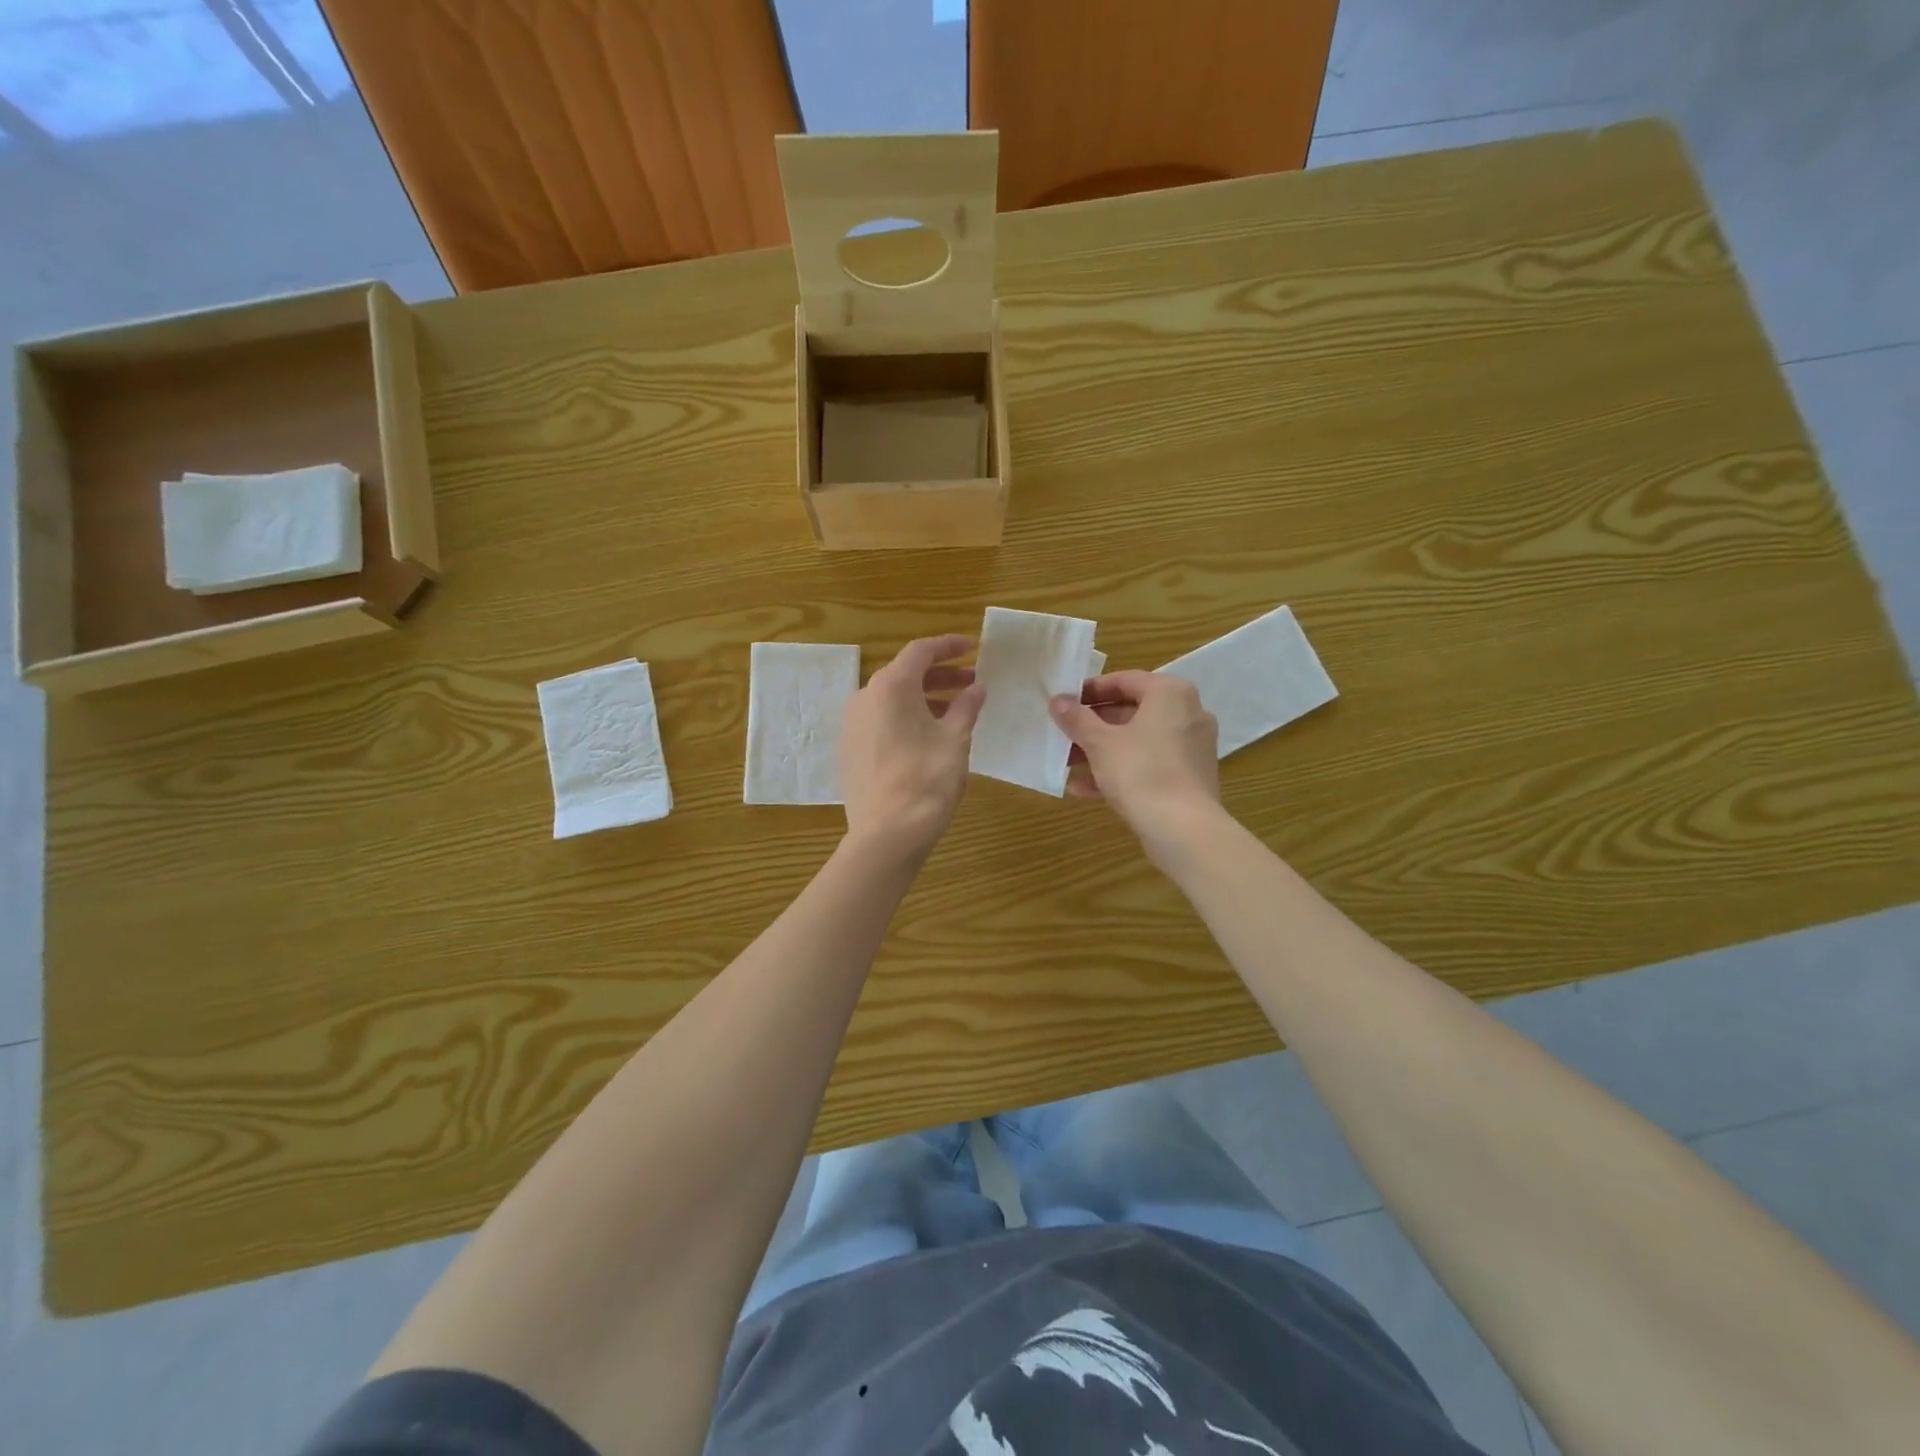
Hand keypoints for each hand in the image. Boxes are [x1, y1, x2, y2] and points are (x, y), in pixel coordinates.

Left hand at [839, 634, 985, 862]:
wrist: (886, 834)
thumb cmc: (926, 780)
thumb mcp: (955, 740)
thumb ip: (967, 707)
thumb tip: (976, 688)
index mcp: (890, 687)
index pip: (920, 651)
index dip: (948, 646)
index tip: (972, 647)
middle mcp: (864, 697)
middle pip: (905, 674)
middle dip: (940, 676)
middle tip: (972, 683)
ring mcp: (852, 725)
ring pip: (892, 700)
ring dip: (925, 699)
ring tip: (956, 712)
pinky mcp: (850, 750)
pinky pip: (881, 721)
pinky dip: (906, 718)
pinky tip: (929, 736)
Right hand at [1051, 671, 1222, 855]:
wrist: (1183, 830)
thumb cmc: (1141, 772)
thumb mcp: (1100, 743)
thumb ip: (1077, 718)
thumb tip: (1058, 700)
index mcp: (1170, 694)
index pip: (1124, 680)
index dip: (1090, 690)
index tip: (1064, 703)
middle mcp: (1187, 713)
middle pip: (1131, 711)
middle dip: (1092, 725)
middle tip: (1063, 734)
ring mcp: (1191, 747)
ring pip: (1138, 740)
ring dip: (1102, 750)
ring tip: (1067, 764)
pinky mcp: (1189, 776)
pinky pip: (1149, 763)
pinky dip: (1120, 770)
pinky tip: (1085, 789)